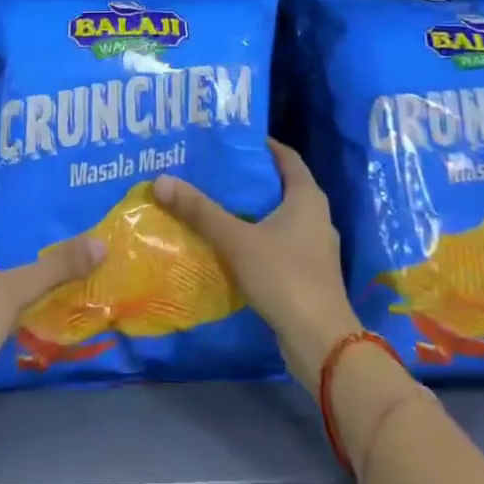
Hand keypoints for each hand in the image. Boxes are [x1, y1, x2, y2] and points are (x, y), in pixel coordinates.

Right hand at [155, 140, 359, 392]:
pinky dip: (259, 239)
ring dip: (254, 212)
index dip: (261, 145)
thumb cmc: (284, 277)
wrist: (321, 343)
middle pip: (281, 186)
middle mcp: (316, 216)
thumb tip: (161, 180)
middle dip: (250, 179)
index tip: (231, 141)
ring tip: (218, 206)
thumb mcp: (237, 240)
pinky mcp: (309, 275)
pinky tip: (233, 246)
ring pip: (281, 218)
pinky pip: (281, 244)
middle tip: (215, 171)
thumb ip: (200, 211)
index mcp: (307, 197)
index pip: (286, 156)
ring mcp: (315, 248)